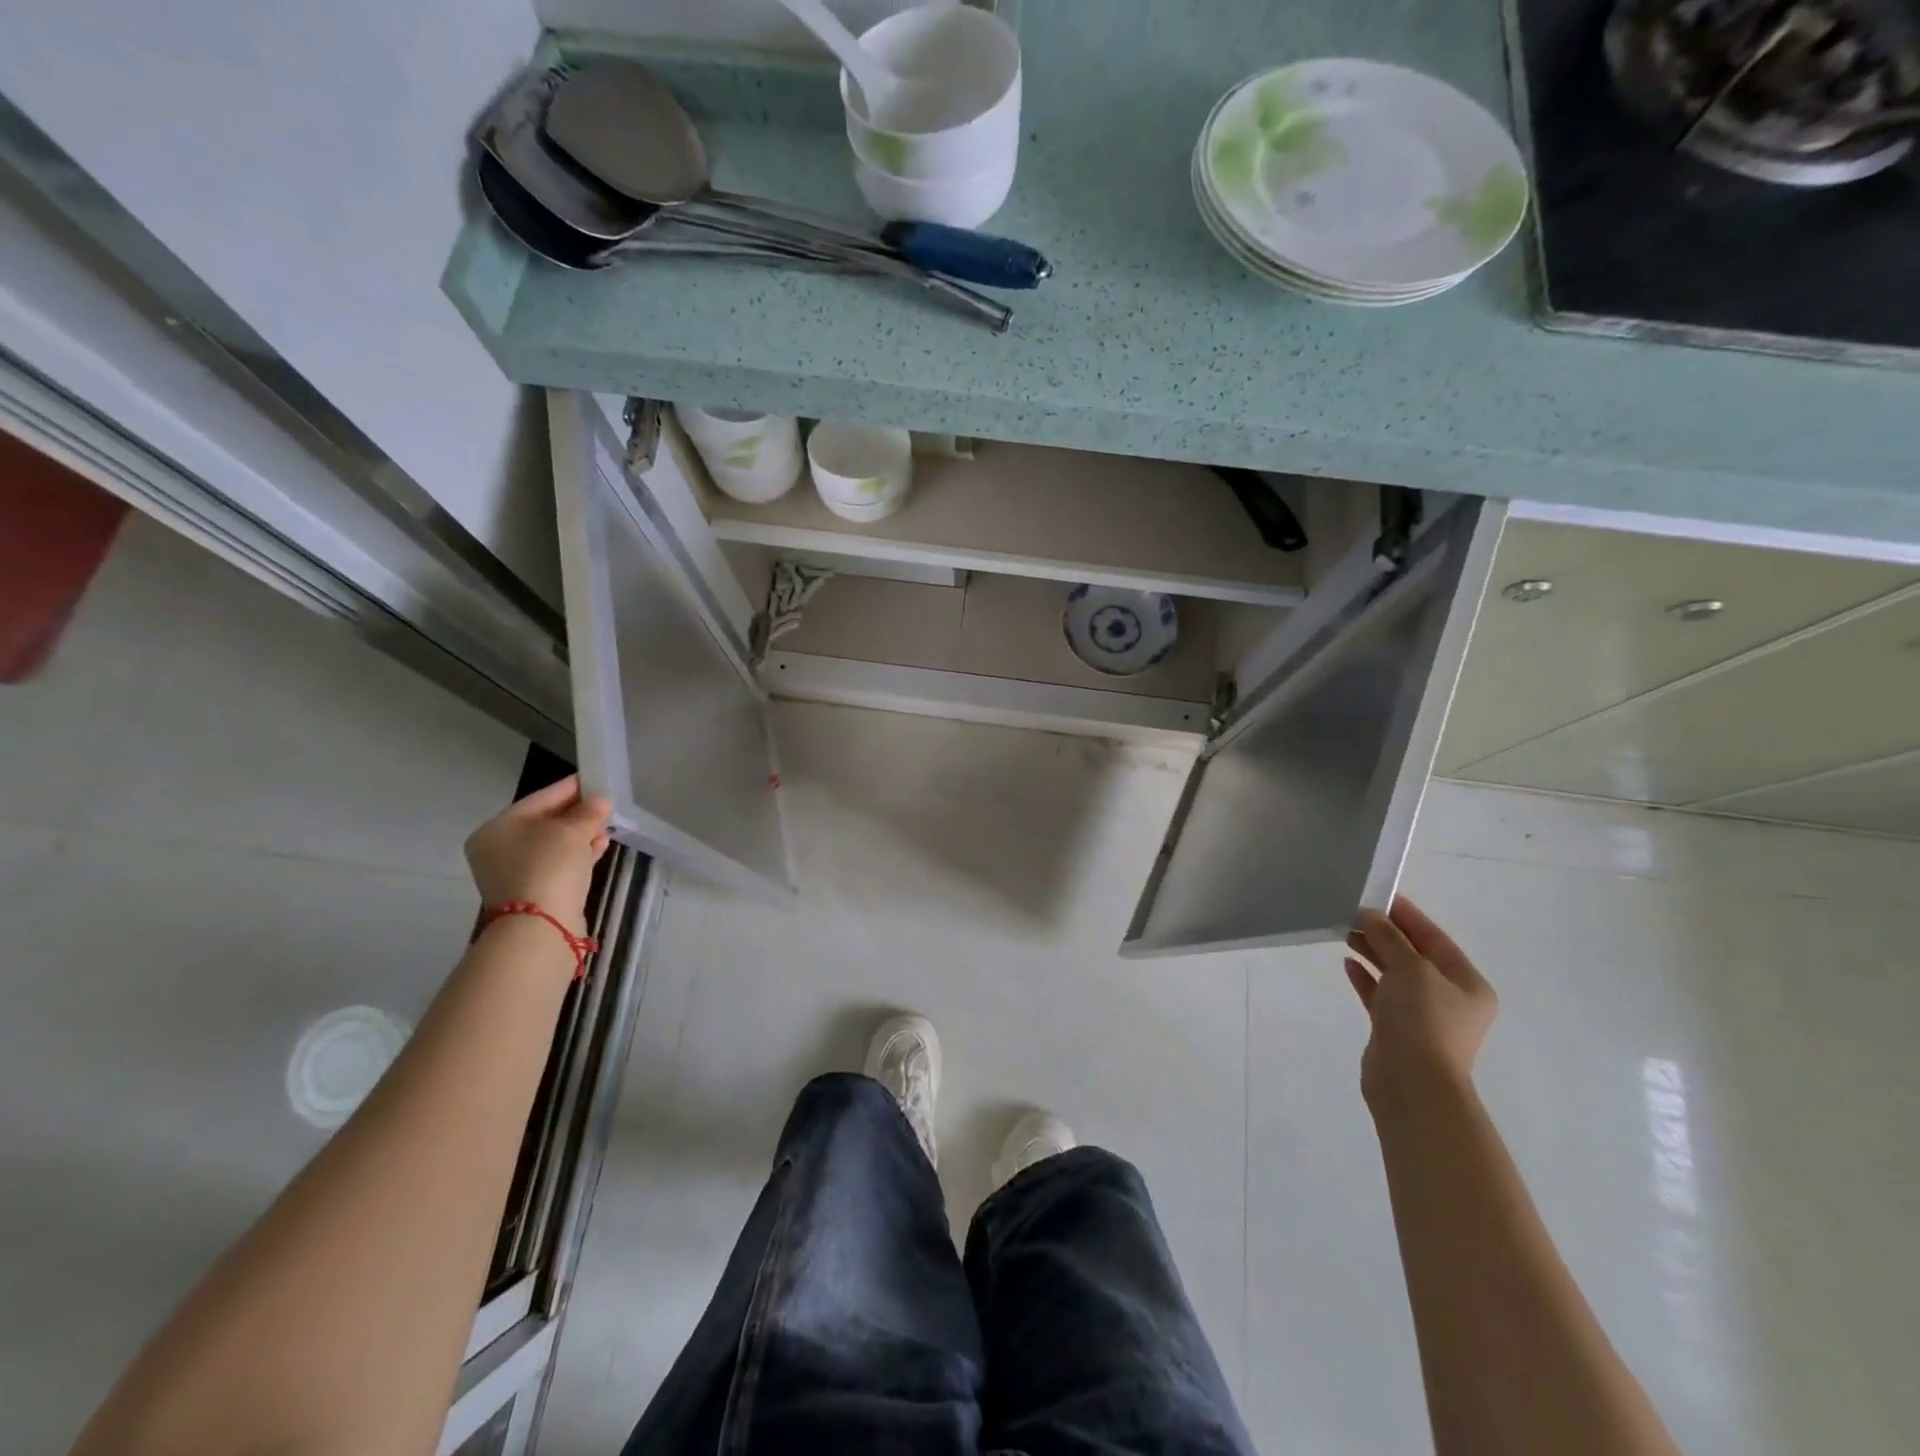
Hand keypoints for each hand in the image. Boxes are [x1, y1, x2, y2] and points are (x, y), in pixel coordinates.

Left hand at [464, 775, 613, 934]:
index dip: (569, 788)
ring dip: (581, 833)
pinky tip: (601, 844)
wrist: (541, 927)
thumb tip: (601, 801)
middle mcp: (499, 850)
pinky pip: (559, 864)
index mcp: (497, 829)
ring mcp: (515, 873)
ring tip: (608, 823)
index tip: (594, 779)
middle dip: (577, 813)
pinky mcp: (534, 892)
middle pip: (544, 822)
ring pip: (553, 845)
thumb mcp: (572, 832)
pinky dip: (579, 853)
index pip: (539, 799)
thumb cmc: (548, 867)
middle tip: (605, 802)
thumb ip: (588, 812)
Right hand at [1344, 897, 1497, 1109]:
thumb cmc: (1422, 1020)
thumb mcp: (1410, 968)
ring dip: (1373, 952)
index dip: (1406, 915)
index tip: (1378, 895)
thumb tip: (1369, 914)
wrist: (1412, 1083)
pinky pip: (1381, 994)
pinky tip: (1347, 963)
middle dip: (1385, 933)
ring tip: (1345, 933)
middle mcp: (1450, 998)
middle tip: (1353, 913)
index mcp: (1467, 983)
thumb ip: (1389, 937)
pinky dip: (1366, 977)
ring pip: (1395, 974)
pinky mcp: (1397, 1029)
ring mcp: (1423, 1016)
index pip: (1434, 938)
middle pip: (1414, 955)